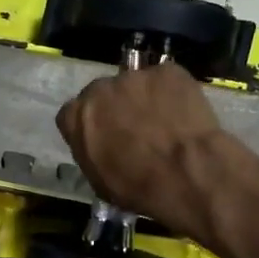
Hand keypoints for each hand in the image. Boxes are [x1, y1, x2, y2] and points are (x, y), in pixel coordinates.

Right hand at [55, 61, 228, 238]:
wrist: (184, 173)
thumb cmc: (136, 186)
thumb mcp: (98, 179)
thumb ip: (92, 151)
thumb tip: (101, 145)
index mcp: (76, 116)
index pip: (74, 114)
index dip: (90, 126)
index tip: (104, 138)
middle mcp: (99, 89)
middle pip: (103, 94)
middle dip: (115, 108)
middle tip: (135, 129)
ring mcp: (134, 76)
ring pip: (136, 85)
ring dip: (145, 99)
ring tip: (164, 122)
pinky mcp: (168, 71)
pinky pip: (166, 80)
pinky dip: (173, 93)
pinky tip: (183, 114)